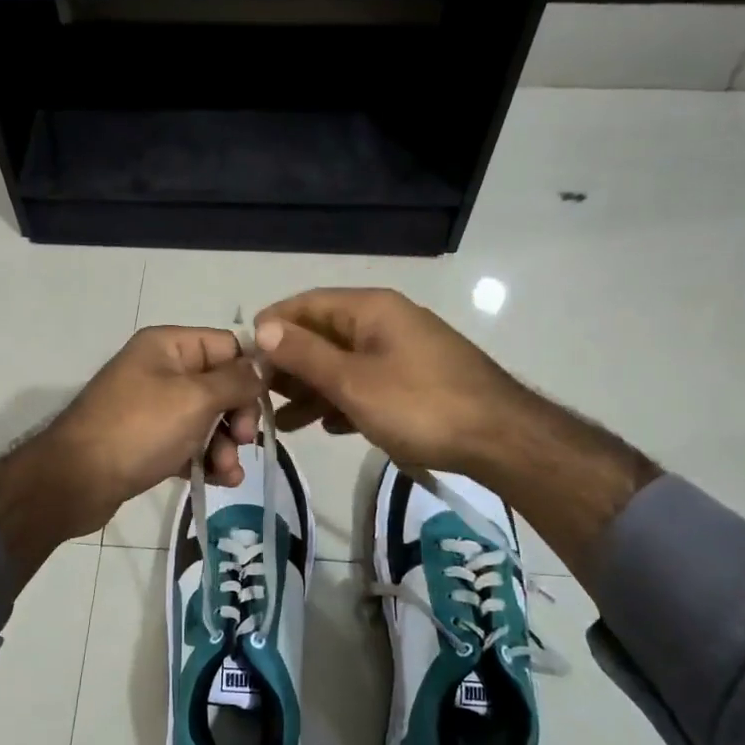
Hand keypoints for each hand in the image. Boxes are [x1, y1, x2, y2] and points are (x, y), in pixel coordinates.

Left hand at [42, 325, 265, 531]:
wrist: (75, 481)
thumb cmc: (139, 429)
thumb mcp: (195, 398)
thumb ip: (236, 380)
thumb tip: (262, 367)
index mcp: (168, 345)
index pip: (227, 346)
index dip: (251, 373)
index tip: (266, 406)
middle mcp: (160, 369)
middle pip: (220, 385)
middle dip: (238, 415)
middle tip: (244, 441)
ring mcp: (152, 408)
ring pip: (207, 419)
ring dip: (225, 445)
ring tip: (228, 473)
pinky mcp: (147, 442)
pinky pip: (188, 444)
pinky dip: (205, 459)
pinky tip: (219, 481)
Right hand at [254, 288, 524, 478]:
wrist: (500, 440)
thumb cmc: (420, 405)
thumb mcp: (353, 381)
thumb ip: (305, 354)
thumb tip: (261, 327)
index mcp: (370, 309)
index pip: (306, 304)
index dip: (272, 327)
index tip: (243, 360)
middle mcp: (385, 322)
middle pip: (323, 335)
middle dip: (289, 366)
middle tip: (259, 399)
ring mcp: (402, 351)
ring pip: (343, 364)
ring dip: (312, 390)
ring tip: (282, 424)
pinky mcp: (415, 380)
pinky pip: (366, 383)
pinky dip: (343, 401)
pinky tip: (328, 427)